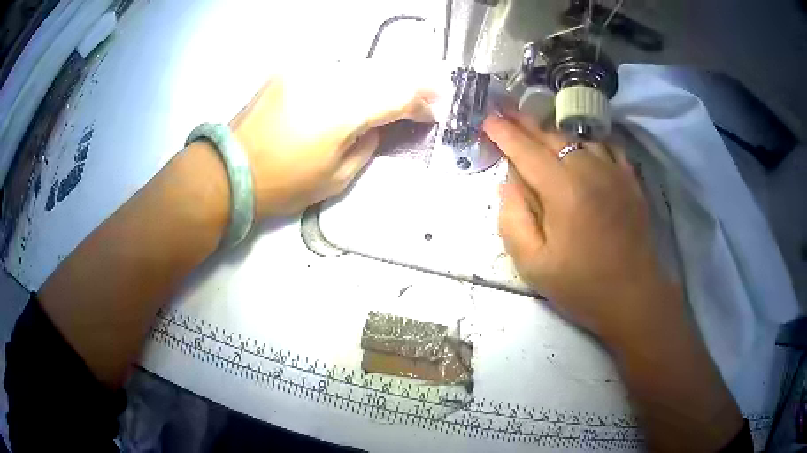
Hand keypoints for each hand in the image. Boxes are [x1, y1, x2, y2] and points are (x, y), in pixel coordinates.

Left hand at [231, 62, 437, 217]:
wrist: (229, 172)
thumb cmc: (283, 184)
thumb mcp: (337, 178)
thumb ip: (368, 144)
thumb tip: (378, 123)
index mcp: (342, 112)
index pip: (397, 95)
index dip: (422, 100)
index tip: (435, 109)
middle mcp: (327, 80)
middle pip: (382, 73)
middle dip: (408, 84)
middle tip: (423, 96)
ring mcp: (306, 70)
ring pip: (359, 67)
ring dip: (380, 80)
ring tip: (392, 93)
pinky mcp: (290, 70)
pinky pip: (333, 69)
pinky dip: (352, 79)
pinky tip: (355, 90)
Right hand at [484, 112, 676, 343]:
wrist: (633, 296)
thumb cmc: (581, 285)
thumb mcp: (533, 265)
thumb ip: (512, 219)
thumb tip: (508, 183)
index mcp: (563, 191)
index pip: (526, 151)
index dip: (504, 133)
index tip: (487, 119)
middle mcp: (589, 170)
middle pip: (551, 136)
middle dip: (524, 123)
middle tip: (506, 112)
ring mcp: (613, 171)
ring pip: (577, 137)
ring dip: (553, 132)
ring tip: (537, 130)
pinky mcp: (629, 179)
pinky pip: (605, 146)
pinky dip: (586, 140)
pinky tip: (579, 146)